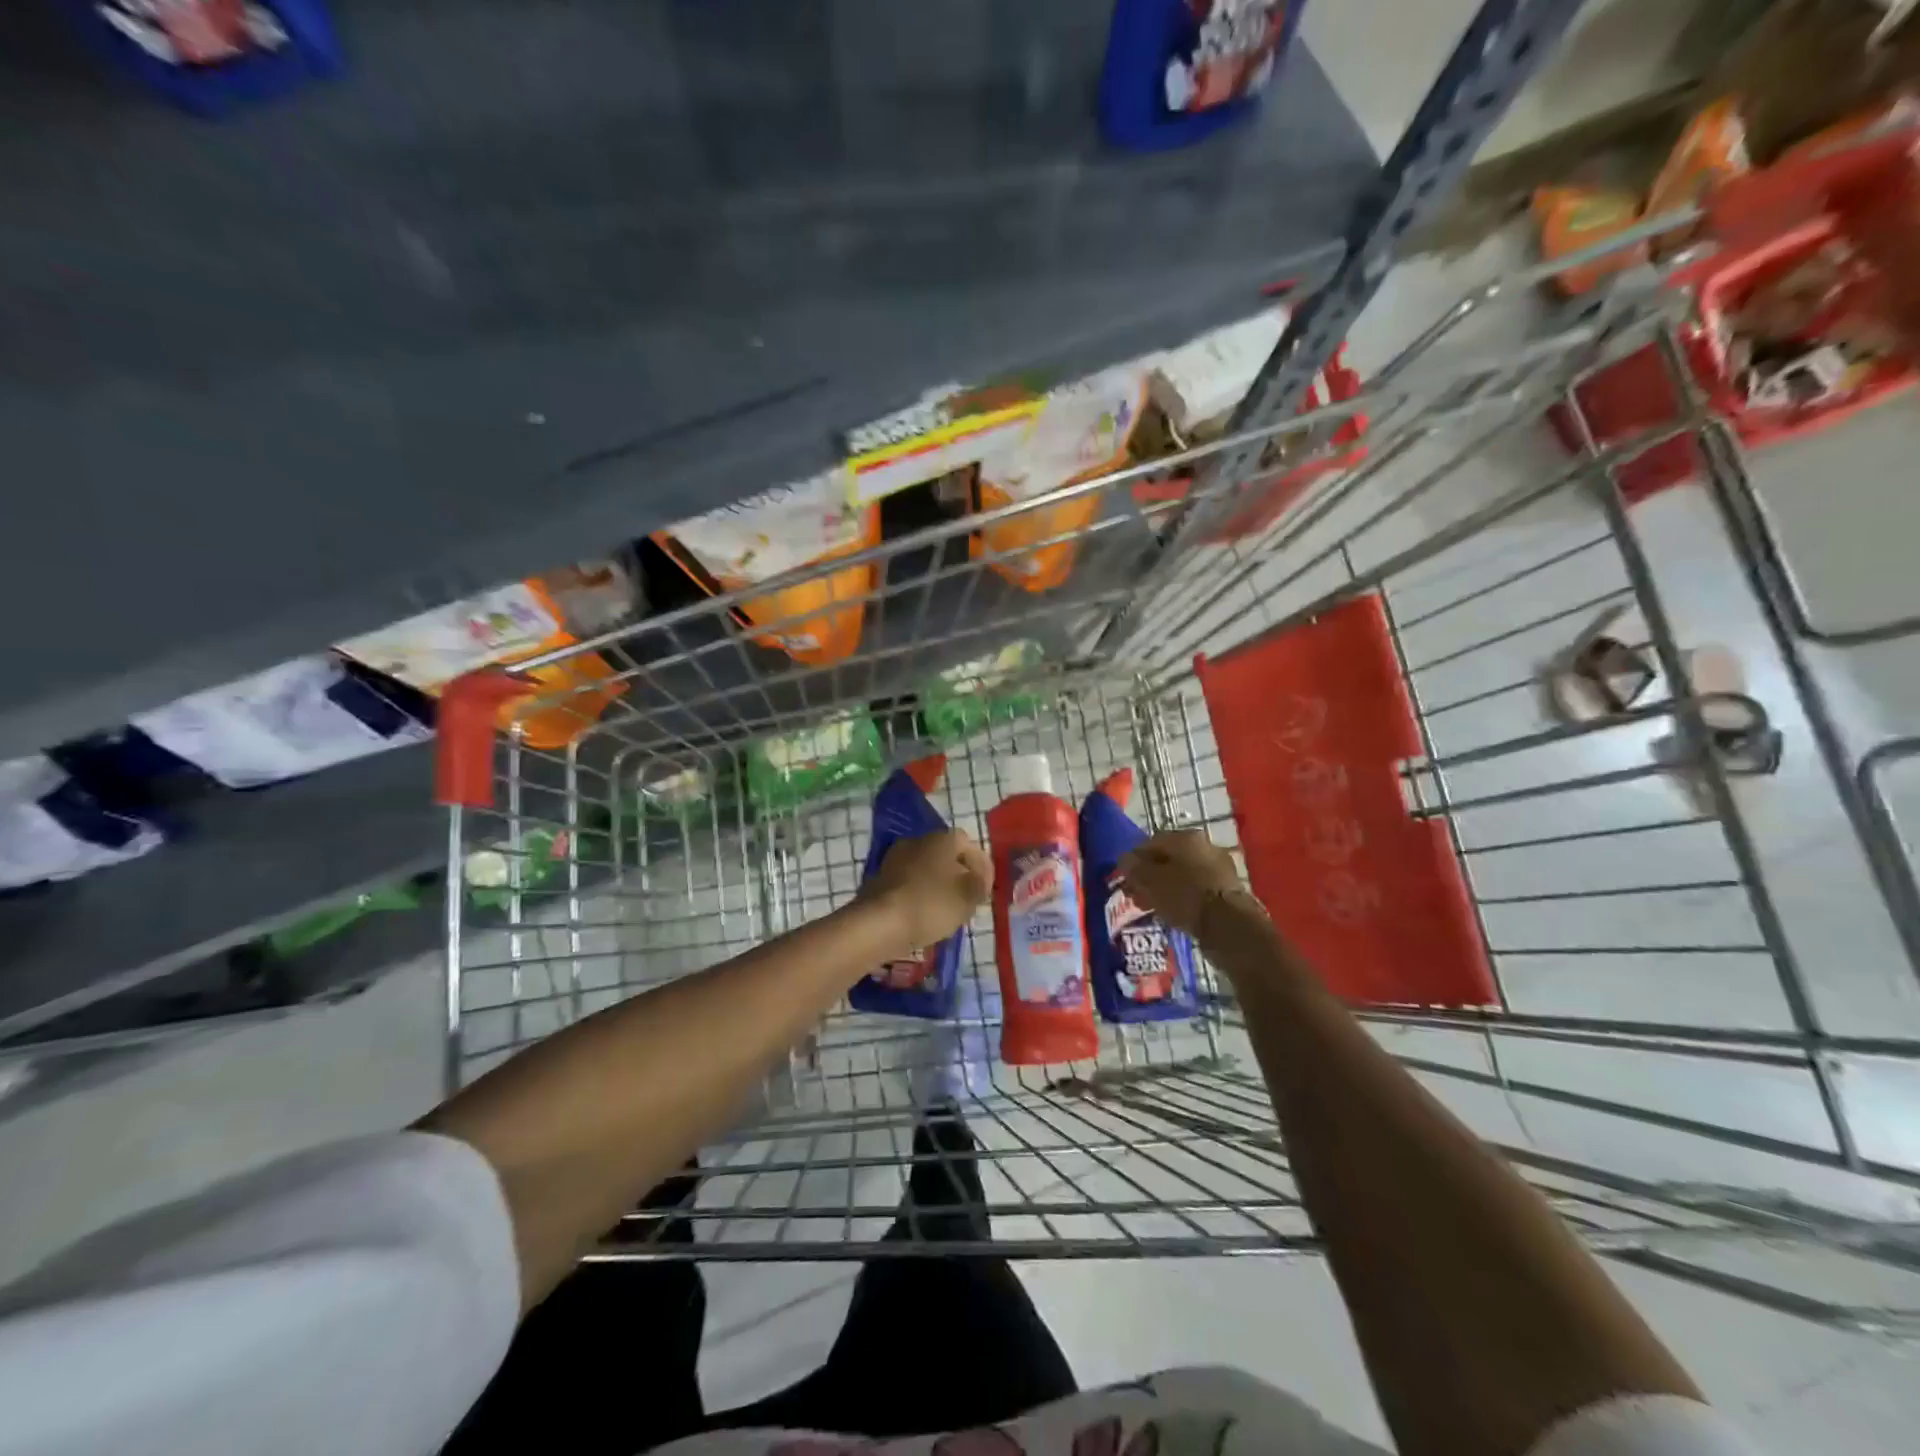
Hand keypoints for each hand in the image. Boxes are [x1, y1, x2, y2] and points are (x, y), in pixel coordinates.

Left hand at [861, 829, 991, 953]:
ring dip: (939, 884)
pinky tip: (924, 914)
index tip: (986, 889)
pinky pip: (909, 883)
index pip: (969, 844)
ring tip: (948, 910)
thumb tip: (978, 880)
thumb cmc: (931, 904)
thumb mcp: (968, 897)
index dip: (982, 866)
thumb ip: (980, 885)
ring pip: (926, 868)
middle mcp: (917, 840)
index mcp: (941, 839)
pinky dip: (920, 894)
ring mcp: (895, 858)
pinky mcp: (880, 879)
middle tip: (969, 898)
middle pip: (946, 855)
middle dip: (959, 874)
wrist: (879, 924)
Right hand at [1118, 830, 1245, 935]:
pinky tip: (1173, 912)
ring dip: (1165, 887)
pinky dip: (1182, 897)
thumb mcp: (1151, 881)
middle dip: (1149, 875)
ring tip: (1152, 905)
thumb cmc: (1185, 896)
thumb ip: (1134, 868)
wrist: (1229, 925)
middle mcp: (1204, 846)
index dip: (1134, 859)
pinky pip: (1195, 888)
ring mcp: (1218, 867)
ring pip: (1182, 874)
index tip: (1125, 878)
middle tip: (1137, 894)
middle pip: (1167, 858)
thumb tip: (1125, 859)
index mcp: (1184, 837)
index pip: (1150, 842)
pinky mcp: (1227, 889)